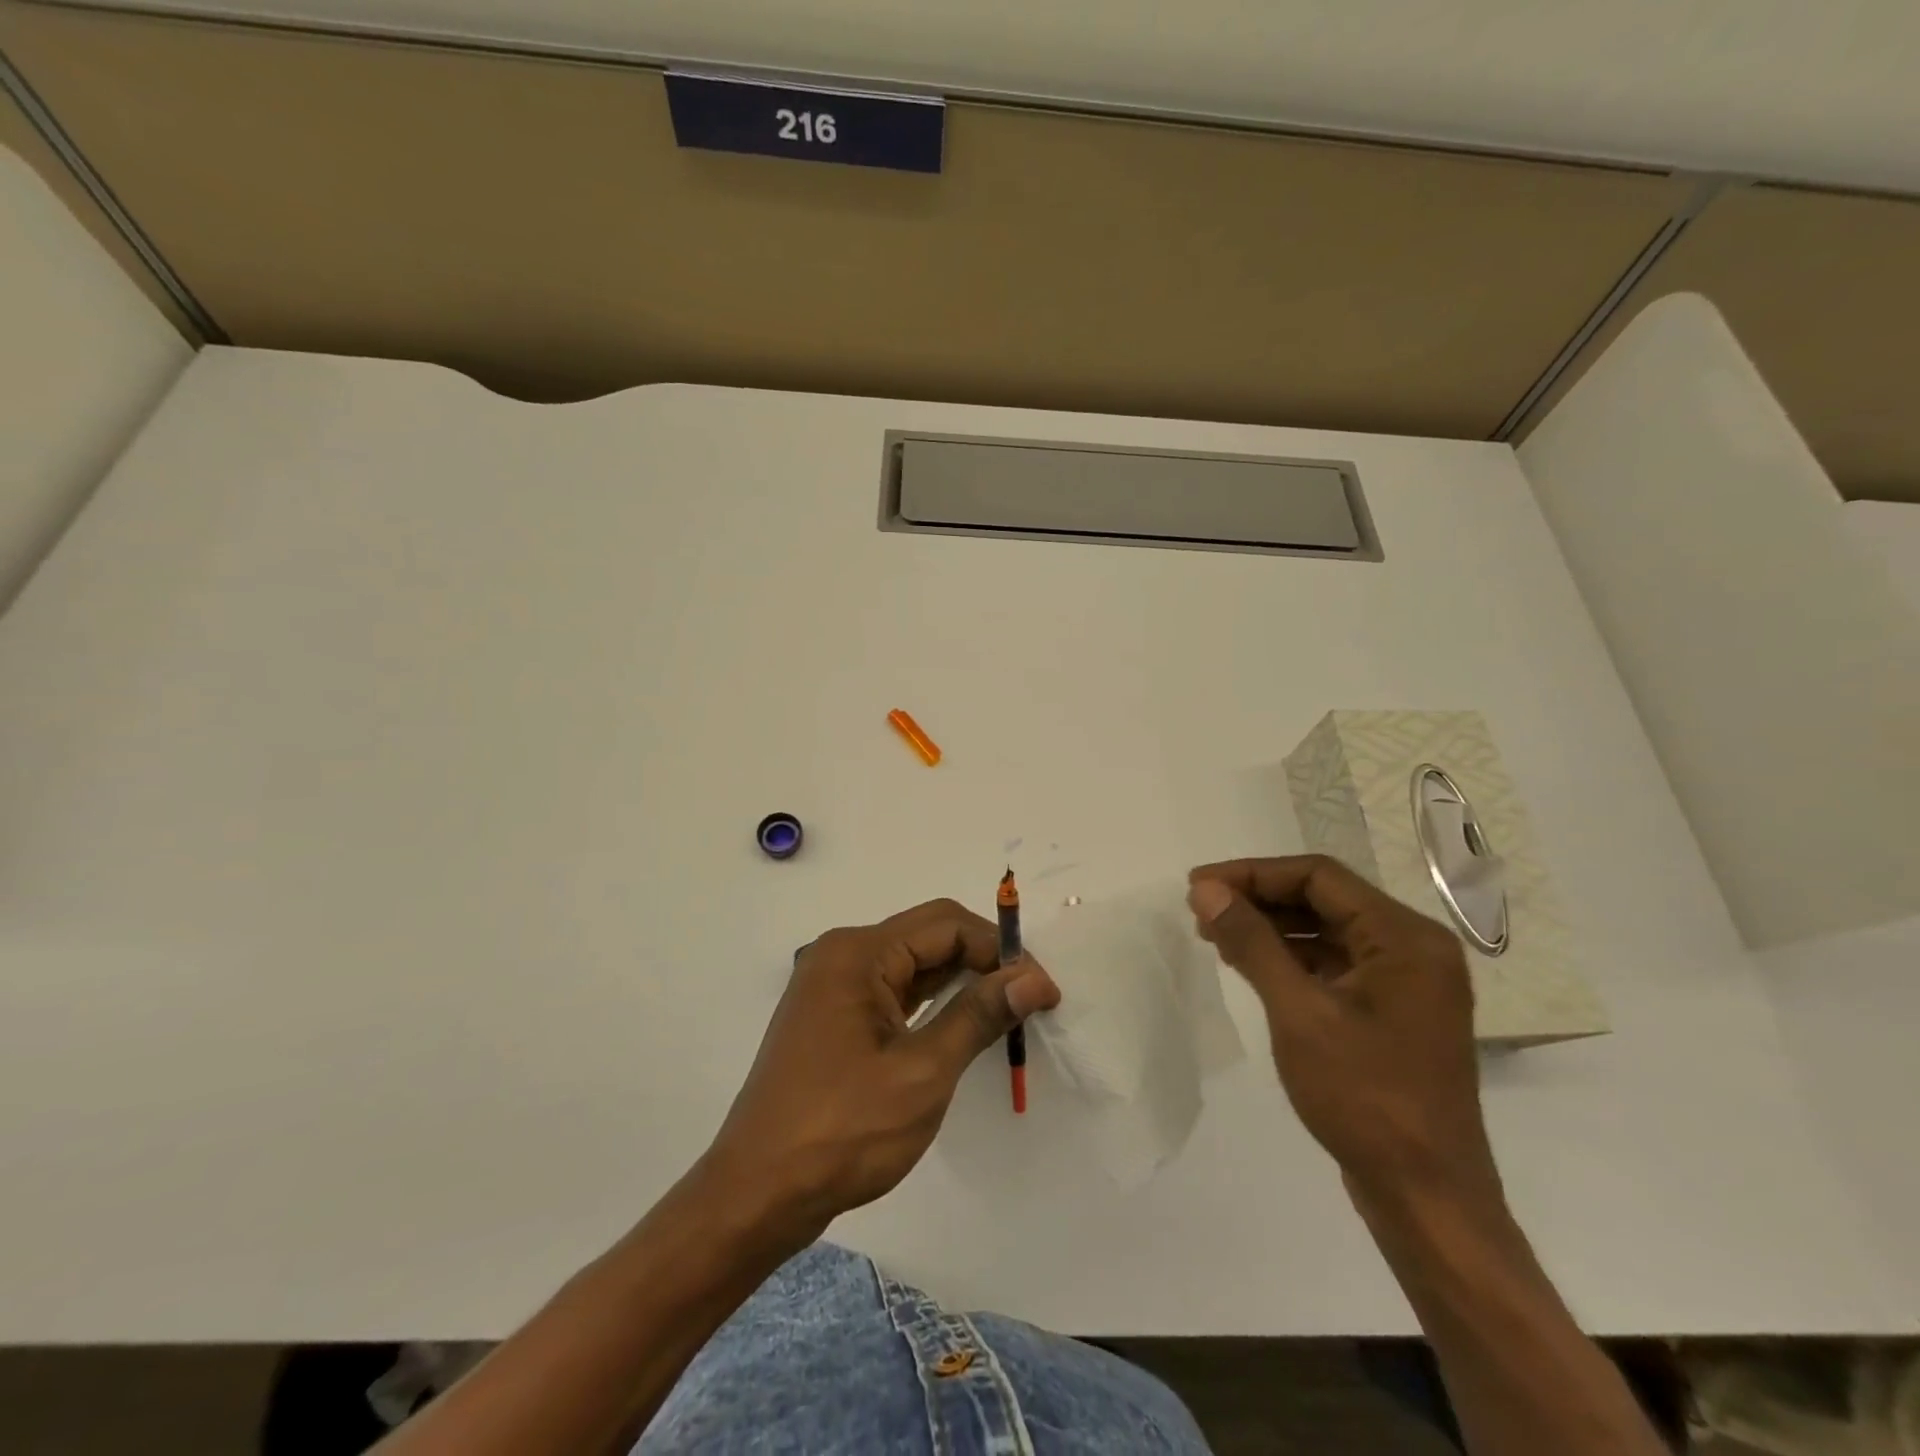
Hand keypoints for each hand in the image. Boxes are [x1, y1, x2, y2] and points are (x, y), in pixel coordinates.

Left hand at [701, 898, 1059, 1243]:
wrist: (758, 1194)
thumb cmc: (843, 1130)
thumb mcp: (923, 1072)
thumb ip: (980, 1015)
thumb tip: (1034, 978)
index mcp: (858, 952)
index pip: (946, 924)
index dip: (1000, 950)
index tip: (1043, 989)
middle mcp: (842, 955)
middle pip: (928, 937)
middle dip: (983, 962)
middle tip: (1031, 1001)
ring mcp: (833, 986)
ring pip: (911, 965)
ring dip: (960, 982)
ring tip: (1006, 1012)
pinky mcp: (832, 1016)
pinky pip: (893, 991)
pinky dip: (931, 1003)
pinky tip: (961, 1024)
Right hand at [1186, 855, 1500, 1218]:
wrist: (1426, 1198)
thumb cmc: (1365, 1098)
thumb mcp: (1298, 1012)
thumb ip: (1252, 942)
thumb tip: (1206, 889)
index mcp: (1405, 937)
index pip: (1318, 876)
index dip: (1252, 873)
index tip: (1198, 885)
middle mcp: (1412, 948)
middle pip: (1323, 898)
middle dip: (1258, 899)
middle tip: (1200, 909)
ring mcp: (1405, 982)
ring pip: (1326, 930)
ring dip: (1270, 927)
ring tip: (1214, 935)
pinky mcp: (1390, 1011)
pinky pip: (1334, 963)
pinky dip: (1289, 958)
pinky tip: (1249, 965)